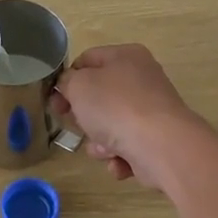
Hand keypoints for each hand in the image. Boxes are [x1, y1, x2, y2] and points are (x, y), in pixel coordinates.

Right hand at [52, 44, 204, 184]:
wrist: (161, 146)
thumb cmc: (115, 107)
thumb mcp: (78, 85)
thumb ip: (67, 81)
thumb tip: (70, 86)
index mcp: (126, 56)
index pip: (87, 60)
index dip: (67, 80)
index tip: (55, 102)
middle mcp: (143, 79)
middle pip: (100, 96)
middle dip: (85, 117)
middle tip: (77, 126)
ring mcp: (152, 111)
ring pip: (111, 125)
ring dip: (100, 142)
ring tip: (104, 148)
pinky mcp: (158, 139)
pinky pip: (128, 146)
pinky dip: (120, 156)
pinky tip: (120, 161)